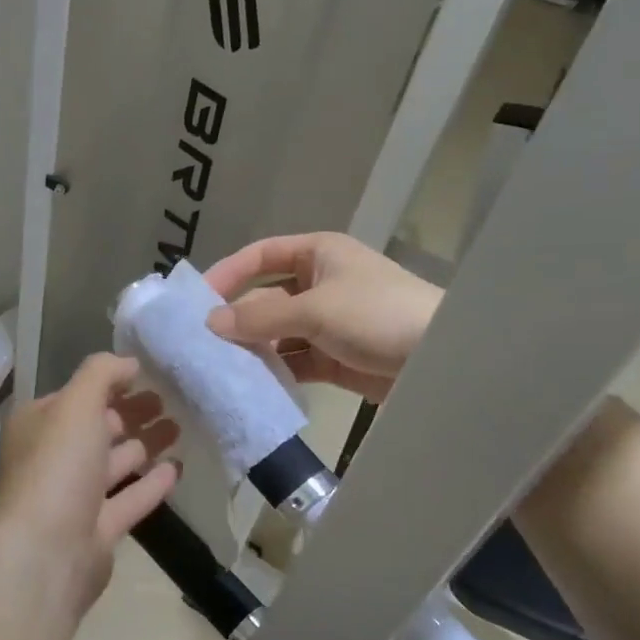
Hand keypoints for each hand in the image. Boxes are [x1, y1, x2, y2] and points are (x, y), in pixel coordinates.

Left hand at [0, 355, 180, 616]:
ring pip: (115, 463)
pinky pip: (129, 498)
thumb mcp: (77, 405)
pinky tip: (178, 468)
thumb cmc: (58, 468)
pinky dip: (151, 483)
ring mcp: (74, 497)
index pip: (75, 396)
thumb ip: (102, 374)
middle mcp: (52, 458)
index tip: (148, 373)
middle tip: (169, 398)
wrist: (47, 554)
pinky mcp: (98, 530)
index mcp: (38, 426)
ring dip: (144, 444)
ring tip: (180, 425)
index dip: (109, 383)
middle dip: (130, 412)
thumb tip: (129, 362)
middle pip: (96, 428)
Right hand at [204, 233, 442, 401]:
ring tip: (219, 367)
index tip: (199, 300)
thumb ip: (260, 316)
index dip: (229, 273)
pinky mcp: (333, 358)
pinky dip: (274, 371)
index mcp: (318, 255)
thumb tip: (210, 323)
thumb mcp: (315, 309)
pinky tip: (250, 385)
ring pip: (277, 333)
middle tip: (202, 343)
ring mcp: (326, 323)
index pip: (261, 256)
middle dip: (237, 318)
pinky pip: (293, 360)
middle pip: (265, 297)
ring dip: (253, 349)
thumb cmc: (376, 314)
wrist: (441, 359)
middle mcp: (319, 284)